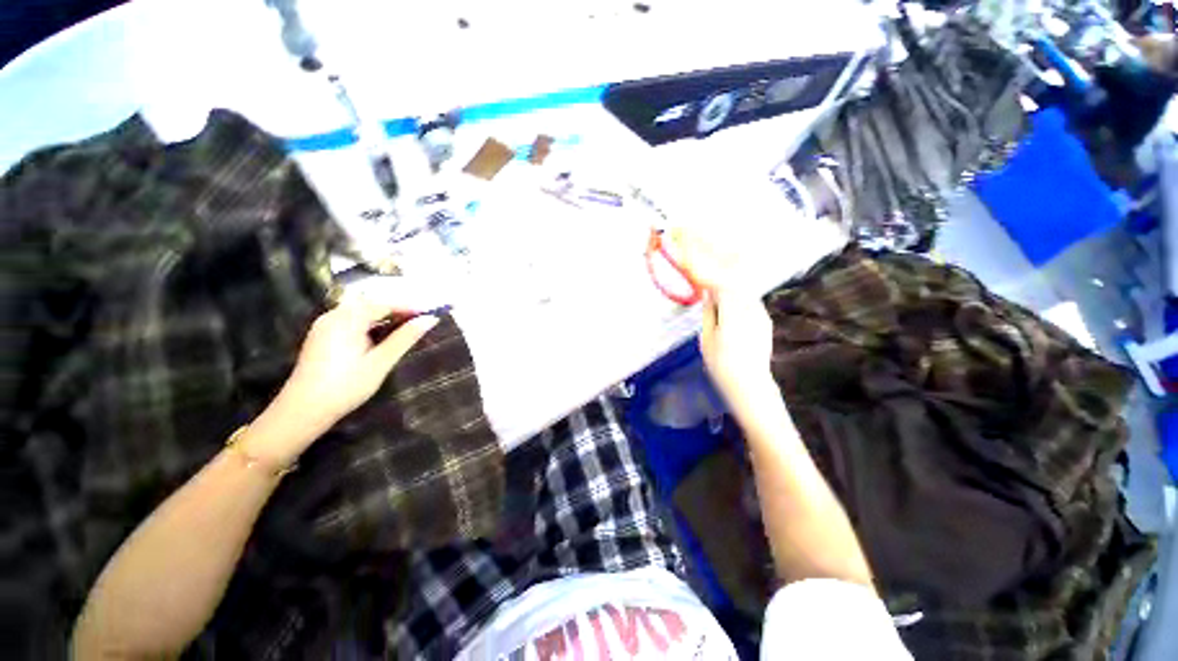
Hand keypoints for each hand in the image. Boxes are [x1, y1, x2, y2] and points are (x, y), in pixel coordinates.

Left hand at [247, 299, 439, 464]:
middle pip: (372, 304)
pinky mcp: (322, 336)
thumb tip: (430, 319)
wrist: (303, 411)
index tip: (431, 313)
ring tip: (407, 327)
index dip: (410, 307)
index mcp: (347, 319)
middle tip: (421, 320)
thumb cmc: (346, 386)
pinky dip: (371, 323)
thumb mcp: (381, 362)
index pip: (384, 303)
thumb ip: (405, 338)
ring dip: (385, 316)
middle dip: (398, 310)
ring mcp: (325, 325)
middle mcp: (333, 316)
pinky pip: (351, 320)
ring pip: (361, 312)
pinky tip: (381, 335)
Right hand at [698, 282, 775, 417]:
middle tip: (707, 272)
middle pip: (736, 283)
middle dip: (721, 273)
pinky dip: (738, 296)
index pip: (722, 285)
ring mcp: (760, 314)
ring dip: (730, 284)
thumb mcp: (707, 339)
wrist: (750, 385)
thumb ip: (709, 313)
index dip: (710, 276)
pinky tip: (729, 302)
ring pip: (744, 290)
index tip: (698, 273)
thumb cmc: (721, 365)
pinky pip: (749, 300)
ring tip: (716, 287)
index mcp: (733, 314)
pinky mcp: (764, 320)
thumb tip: (708, 295)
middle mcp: (750, 310)